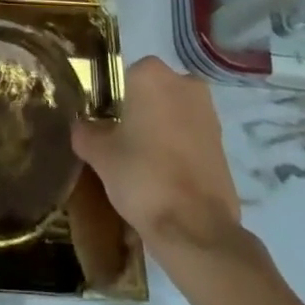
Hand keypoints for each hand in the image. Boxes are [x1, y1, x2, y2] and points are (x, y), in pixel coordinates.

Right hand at [71, 56, 243, 256]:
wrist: (197, 231)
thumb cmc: (143, 177)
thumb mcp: (100, 155)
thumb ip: (86, 132)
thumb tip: (81, 126)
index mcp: (150, 73)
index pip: (124, 79)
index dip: (114, 104)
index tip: (107, 130)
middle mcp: (183, 82)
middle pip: (152, 94)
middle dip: (140, 115)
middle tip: (124, 147)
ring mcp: (208, 111)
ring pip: (173, 115)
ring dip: (161, 132)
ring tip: (145, 168)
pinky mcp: (223, 142)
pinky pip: (191, 138)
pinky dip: (180, 151)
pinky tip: (168, 180)